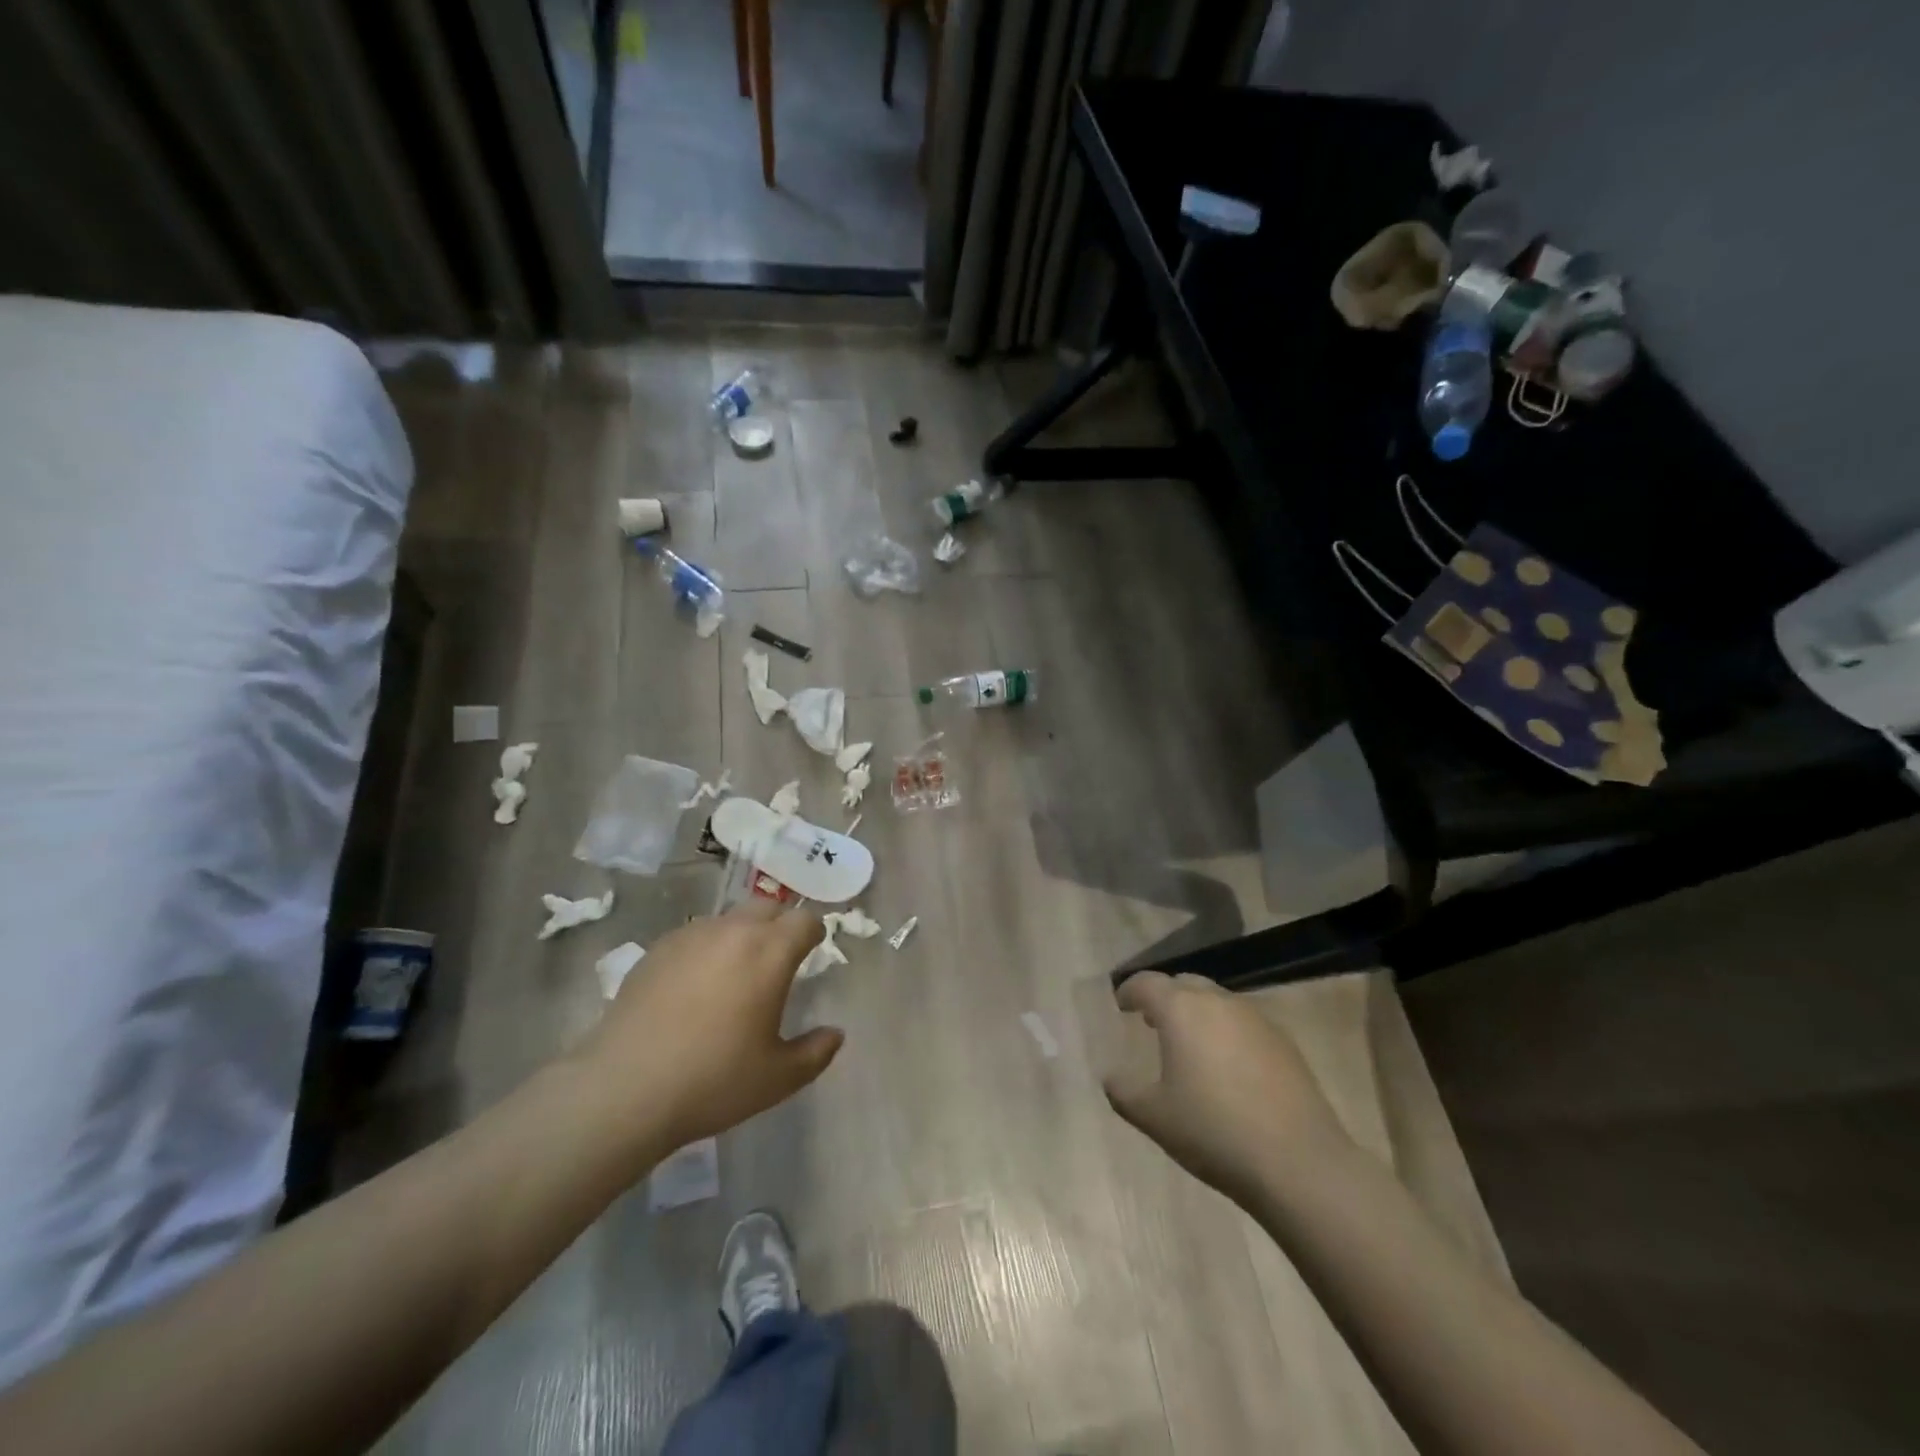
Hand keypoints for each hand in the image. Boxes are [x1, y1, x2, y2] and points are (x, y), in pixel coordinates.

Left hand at [575, 901, 842, 1155]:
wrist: (624, 1090)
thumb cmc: (713, 1080)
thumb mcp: (778, 1078)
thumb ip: (816, 1052)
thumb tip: (836, 1034)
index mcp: (770, 952)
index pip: (805, 920)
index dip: (814, 933)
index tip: (814, 951)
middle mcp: (733, 931)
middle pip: (768, 907)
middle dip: (780, 925)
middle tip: (779, 960)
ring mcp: (690, 936)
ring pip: (729, 920)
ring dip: (742, 935)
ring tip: (735, 974)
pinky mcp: (657, 950)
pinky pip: (695, 936)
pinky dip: (706, 950)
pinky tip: (695, 986)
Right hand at [1103, 972, 1351, 1207]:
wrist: (1298, 1163)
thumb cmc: (1213, 1132)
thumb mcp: (1153, 1117)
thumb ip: (1123, 1091)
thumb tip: (1111, 1076)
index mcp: (1180, 1010)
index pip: (1147, 983)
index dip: (1129, 991)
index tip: (1121, 1005)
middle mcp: (1217, 1002)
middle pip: (1184, 984)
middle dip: (1165, 998)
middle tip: (1153, 1023)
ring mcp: (1256, 1019)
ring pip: (1218, 1002)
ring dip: (1198, 1014)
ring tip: (1191, 1047)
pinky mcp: (1284, 1042)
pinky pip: (1244, 1024)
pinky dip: (1227, 1033)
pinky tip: (1229, 1069)